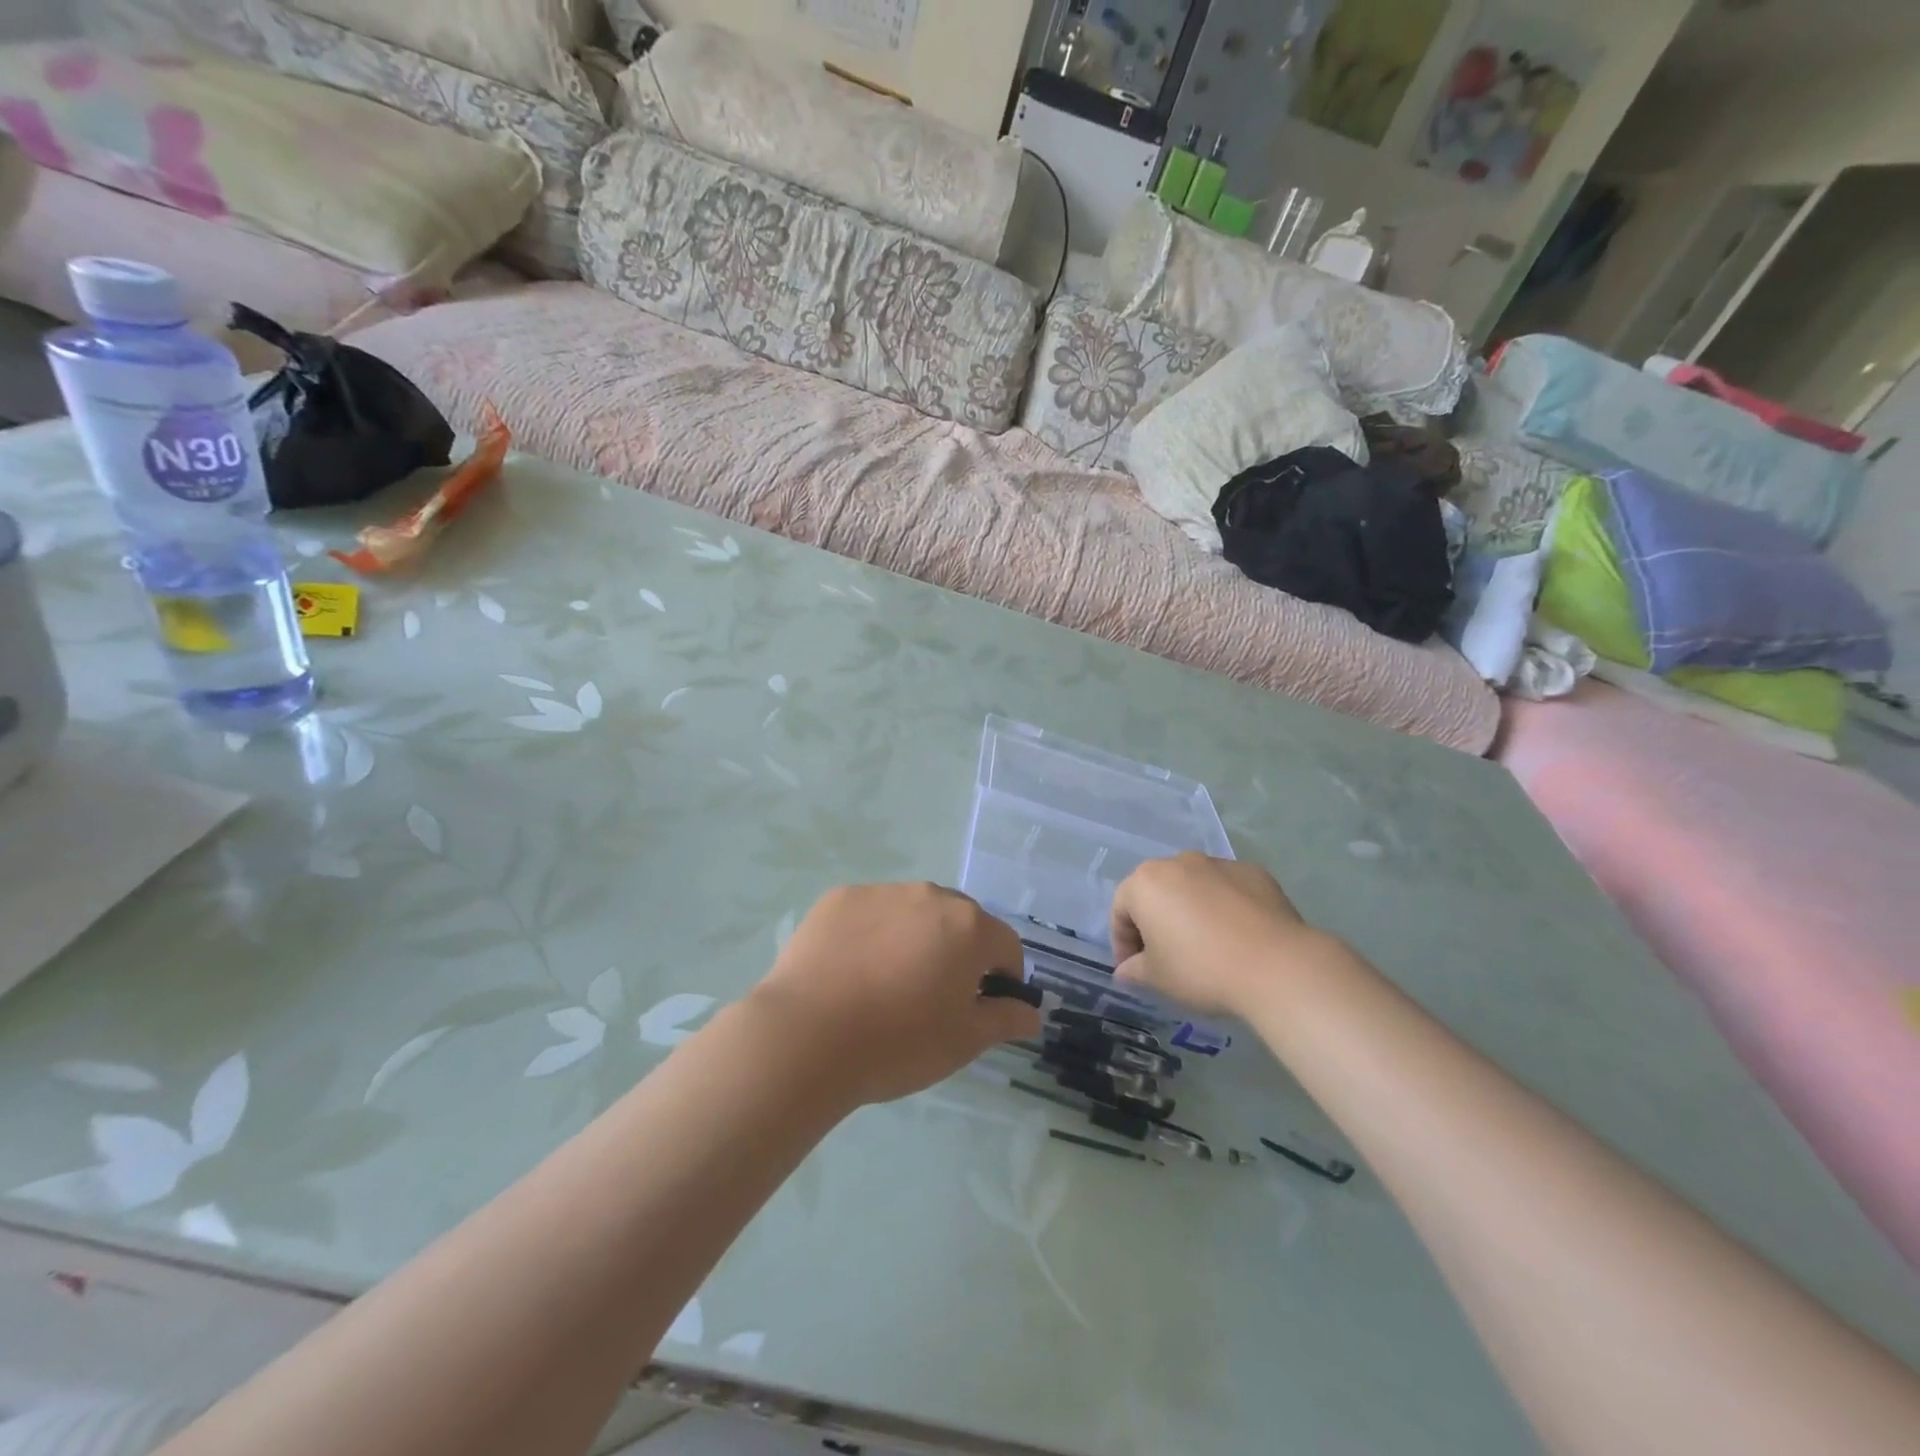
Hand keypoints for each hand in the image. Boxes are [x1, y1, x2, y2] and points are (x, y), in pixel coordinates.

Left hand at [749, 883, 1040, 1106]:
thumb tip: (1032, 1013)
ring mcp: (882, 892)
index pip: (1006, 946)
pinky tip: (851, 971)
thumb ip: (1005, 1019)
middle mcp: (930, 895)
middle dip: (958, 952)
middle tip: (932, 998)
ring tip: (886, 985)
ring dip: (915, 939)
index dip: (1002, 978)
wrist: (807, 1036)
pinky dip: (872, 934)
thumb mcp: (964, 1041)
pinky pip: (871, 912)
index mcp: (969, 927)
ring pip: (914, 913)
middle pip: (960, 921)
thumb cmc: (899, 1043)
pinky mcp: (840, 898)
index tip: (981, 1008)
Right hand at [1111, 853, 1340, 1017]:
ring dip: (1190, 911)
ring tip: (1205, 946)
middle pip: (1156, 892)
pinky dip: (1224, 907)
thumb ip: (1134, 970)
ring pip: (1192, 887)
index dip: (1123, 943)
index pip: (1121, 910)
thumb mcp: (1157, 978)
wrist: (1276, 966)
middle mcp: (1178, 862)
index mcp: (1145, 883)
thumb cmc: (1201, 969)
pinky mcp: (1253, 872)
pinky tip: (1237, 937)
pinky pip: (1227, 890)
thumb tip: (1126, 970)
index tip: (1135, 970)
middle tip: (1166, 956)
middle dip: (1155, 922)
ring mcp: (1218, 864)